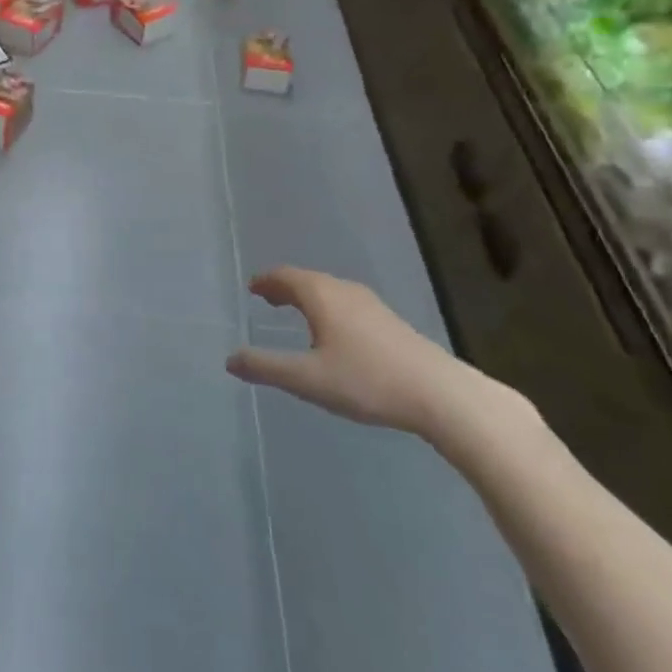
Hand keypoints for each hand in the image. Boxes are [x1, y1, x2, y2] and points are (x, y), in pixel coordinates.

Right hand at [226, 267, 479, 434]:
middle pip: (308, 280)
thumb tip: (230, 359)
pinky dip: (328, 308)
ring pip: (330, 291)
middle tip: (267, 298)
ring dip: (307, 297)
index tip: (252, 287)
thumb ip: (266, 368)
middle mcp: (345, 291)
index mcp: (321, 296)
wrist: (440, 394)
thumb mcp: (308, 379)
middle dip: (284, 287)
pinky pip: (346, 303)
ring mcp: (371, 305)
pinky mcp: (390, 322)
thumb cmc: (367, 381)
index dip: (266, 281)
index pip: (286, 277)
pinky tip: (334, 332)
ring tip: (295, 312)